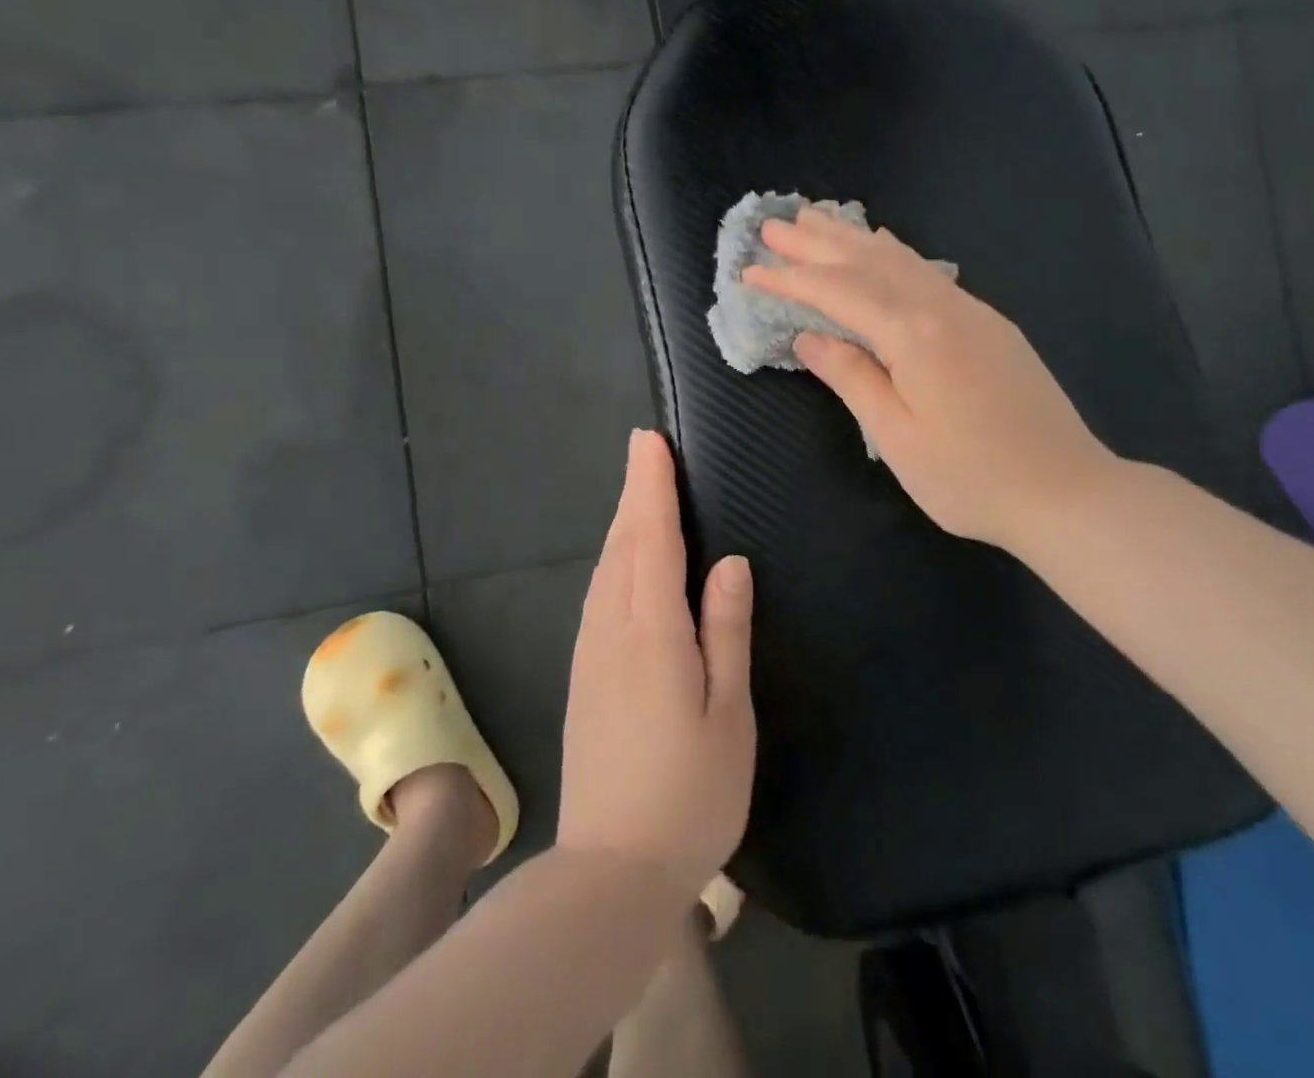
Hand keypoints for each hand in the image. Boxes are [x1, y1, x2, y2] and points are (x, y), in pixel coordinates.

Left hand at [557, 430, 755, 898]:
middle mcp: (612, 630)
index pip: (650, 539)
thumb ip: (725, 632)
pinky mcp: (584, 676)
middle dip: (634, 493)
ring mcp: (591, 654)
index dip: (650, 487)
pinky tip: (623, 562)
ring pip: (605, 569)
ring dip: (622, 523)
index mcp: (652, 632)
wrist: (611, 871)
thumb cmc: (689, 794)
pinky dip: (613, 560)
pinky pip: (599, 595)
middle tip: (645, 450)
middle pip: (622, 545)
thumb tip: (729, 562)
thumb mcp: (727, 714)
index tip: (650, 442)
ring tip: (638, 493)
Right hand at [742, 207, 1118, 550]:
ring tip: (817, 219)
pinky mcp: (989, 325)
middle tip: (774, 225)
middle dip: (817, 243)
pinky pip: (928, 273)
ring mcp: (972, 312)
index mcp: (914, 335)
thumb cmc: (972, 477)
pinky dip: (894, 254)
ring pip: (901, 260)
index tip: (749, 271)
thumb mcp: (898, 437)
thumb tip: (809, 338)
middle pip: (869, 262)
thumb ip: (852, 378)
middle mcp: (942, 308)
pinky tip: (885, 247)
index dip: (791, 280)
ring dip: (854, 239)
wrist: (1067, 491)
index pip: (839, 293)